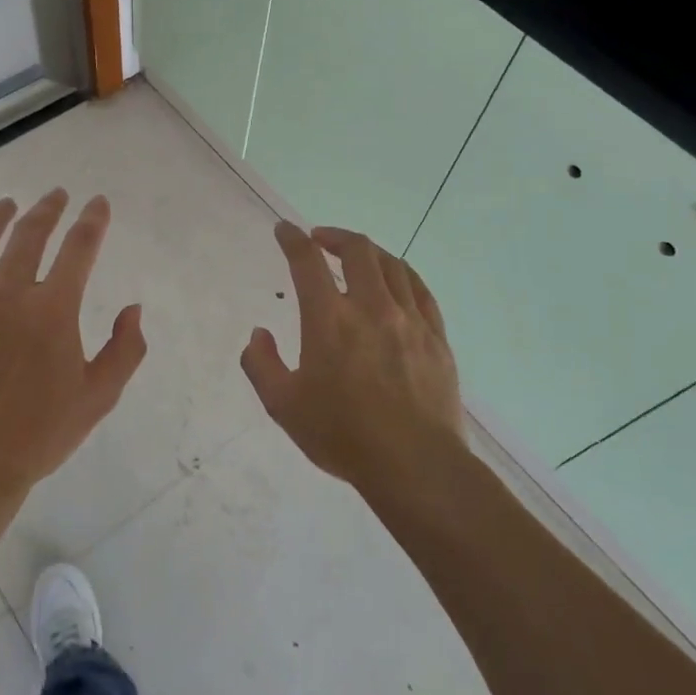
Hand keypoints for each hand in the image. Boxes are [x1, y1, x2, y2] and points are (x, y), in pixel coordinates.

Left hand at [0, 189, 146, 504]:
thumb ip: (125, 349)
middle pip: (28, 235)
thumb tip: (132, 309)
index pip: (79, 248)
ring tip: (5, 204)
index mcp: (52, 309)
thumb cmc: (38, 435)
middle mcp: (6, 292)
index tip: (97, 202)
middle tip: (56, 195)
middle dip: (47, 209)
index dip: (92, 221)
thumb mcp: (98, 397)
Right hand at [242, 222, 466, 499]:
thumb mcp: (283, 406)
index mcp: (329, 319)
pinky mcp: (436, 337)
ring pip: (392, 264)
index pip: (307, 262)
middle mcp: (371, 307)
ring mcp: (409, 319)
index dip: (292, 239)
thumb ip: (261, 364)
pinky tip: (395, 279)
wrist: (415, 464)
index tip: (284, 230)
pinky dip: (402, 273)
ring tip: (356, 255)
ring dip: (368, 251)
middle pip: (357, 250)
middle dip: (334, 236)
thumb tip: (259, 333)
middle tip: (319, 239)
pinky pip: (420, 290)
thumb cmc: (342, 435)